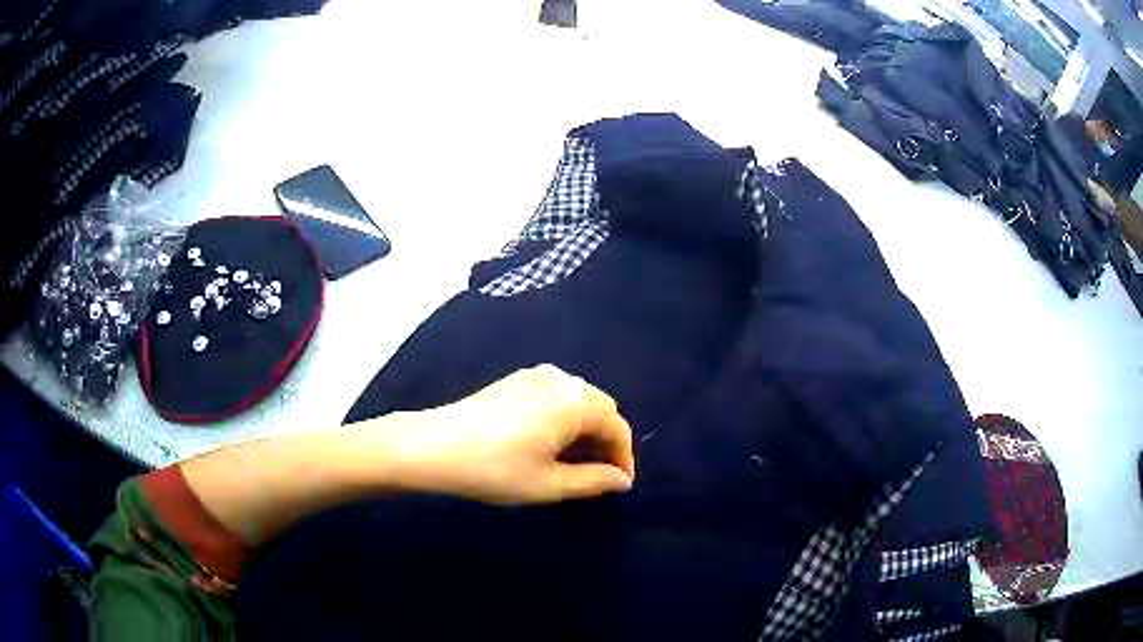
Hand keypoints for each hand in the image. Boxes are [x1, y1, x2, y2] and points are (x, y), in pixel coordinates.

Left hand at [390, 365, 635, 504]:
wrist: (434, 446)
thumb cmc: (496, 469)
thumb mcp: (549, 484)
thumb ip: (593, 481)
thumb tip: (622, 480)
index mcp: (575, 402)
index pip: (616, 426)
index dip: (624, 456)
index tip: (621, 483)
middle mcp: (560, 380)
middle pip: (600, 407)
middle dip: (606, 440)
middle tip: (600, 473)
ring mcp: (534, 375)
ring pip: (577, 400)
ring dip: (586, 428)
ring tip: (576, 461)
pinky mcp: (514, 380)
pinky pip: (555, 395)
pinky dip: (564, 417)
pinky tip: (550, 442)